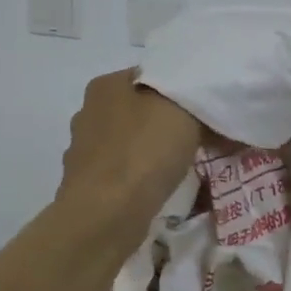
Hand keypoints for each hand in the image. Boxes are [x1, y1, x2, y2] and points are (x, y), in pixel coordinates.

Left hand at [57, 70, 200, 233]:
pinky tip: (161, 187)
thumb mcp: (184, 112)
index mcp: (106, 86)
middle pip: (140, 110)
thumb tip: (204, 109)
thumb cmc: (144, 152)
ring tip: (185, 165)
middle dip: (167, 121)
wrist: (106, 215)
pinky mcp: (88, 185)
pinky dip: (143, 176)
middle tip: (202, 136)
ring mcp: (85, 151)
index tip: (205, 107)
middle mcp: (88, 113)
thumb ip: (196, 102)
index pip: (150, 76)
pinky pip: (126, 172)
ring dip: (155, 151)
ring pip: (132, 143)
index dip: (180, 89)